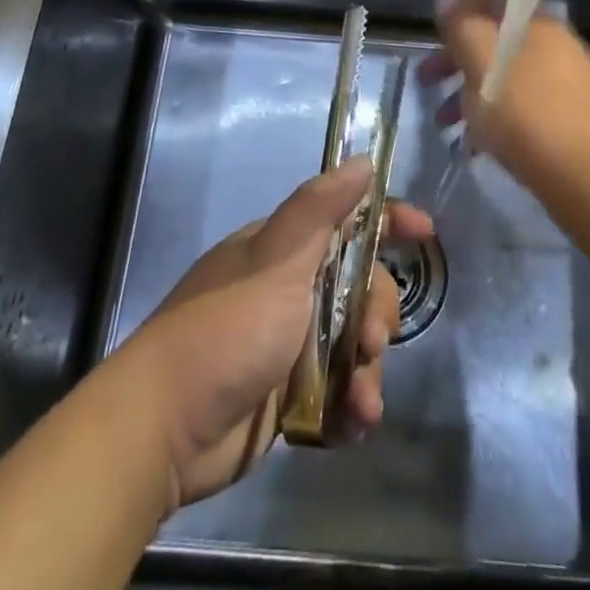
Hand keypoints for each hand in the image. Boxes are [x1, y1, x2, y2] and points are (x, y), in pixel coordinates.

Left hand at [123, 157, 433, 510]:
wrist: (164, 428)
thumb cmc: (227, 329)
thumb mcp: (276, 260)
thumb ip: (320, 209)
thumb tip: (362, 161)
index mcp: (284, 252)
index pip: (347, 222)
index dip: (388, 222)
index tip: (425, 233)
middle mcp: (289, 292)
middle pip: (360, 290)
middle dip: (377, 316)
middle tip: (372, 343)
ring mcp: (287, 346)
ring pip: (353, 348)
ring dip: (366, 374)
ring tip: (362, 404)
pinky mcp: (286, 399)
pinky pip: (336, 395)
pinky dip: (348, 409)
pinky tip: (350, 427)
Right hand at [419, 0, 589, 178]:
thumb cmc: (528, 114)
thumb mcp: (483, 63)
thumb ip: (462, 27)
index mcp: (536, 24)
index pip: (492, 0)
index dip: (458, 10)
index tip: (431, 32)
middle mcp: (555, 46)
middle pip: (496, 42)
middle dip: (456, 60)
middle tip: (425, 81)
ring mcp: (566, 85)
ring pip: (506, 78)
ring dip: (470, 95)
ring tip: (444, 124)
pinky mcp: (570, 121)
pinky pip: (522, 108)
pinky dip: (495, 119)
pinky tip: (476, 147)